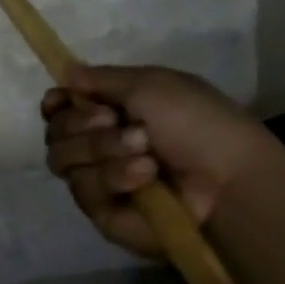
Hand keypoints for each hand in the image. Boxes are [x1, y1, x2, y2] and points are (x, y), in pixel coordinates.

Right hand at [40, 65, 279, 257]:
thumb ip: (101, 78)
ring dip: (102, 149)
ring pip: (62, 159)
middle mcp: (97, 146)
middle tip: (115, 121)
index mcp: (110, 113)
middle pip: (54, 132)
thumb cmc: (199, 125)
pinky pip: (83, 188)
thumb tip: (65, 72)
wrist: (229, 180)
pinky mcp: (100, 210)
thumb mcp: (153, 84)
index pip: (58, 109)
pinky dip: (114, 177)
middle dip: (82, 124)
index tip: (62, 100)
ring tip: (144, 153)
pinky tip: (146, 177)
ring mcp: (97, 179)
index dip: (55, 104)